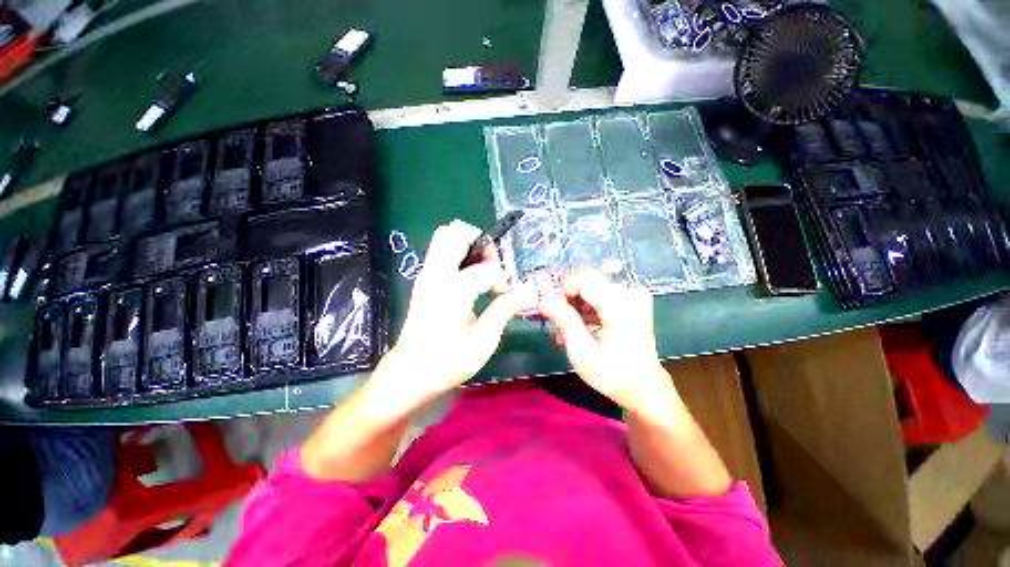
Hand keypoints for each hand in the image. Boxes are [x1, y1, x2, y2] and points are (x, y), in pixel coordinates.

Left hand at [370, 220, 536, 411]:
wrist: (409, 373)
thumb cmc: (447, 362)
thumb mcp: (484, 340)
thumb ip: (506, 309)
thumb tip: (530, 291)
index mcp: (452, 290)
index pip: (486, 268)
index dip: (502, 279)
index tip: (505, 296)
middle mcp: (435, 274)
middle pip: (454, 231)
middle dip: (480, 242)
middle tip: (492, 267)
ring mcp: (426, 275)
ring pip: (445, 237)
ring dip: (469, 246)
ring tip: (482, 272)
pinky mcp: (424, 280)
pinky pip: (442, 252)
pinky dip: (459, 255)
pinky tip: (469, 280)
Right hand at [538, 271, 673, 415]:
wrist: (645, 389)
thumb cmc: (614, 375)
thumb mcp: (582, 351)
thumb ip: (563, 320)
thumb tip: (543, 299)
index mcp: (619, 303)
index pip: (581, 279)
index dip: (560, 290)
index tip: (548, 309)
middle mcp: (628, 292)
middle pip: (586, 282)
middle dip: (566, 300)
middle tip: (555, 323)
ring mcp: (631, 296)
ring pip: (590, 290)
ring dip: (574, 307)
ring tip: (564, 332)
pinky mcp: (630, 302)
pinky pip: (600, 297)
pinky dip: (585, 310)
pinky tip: (578, 329)